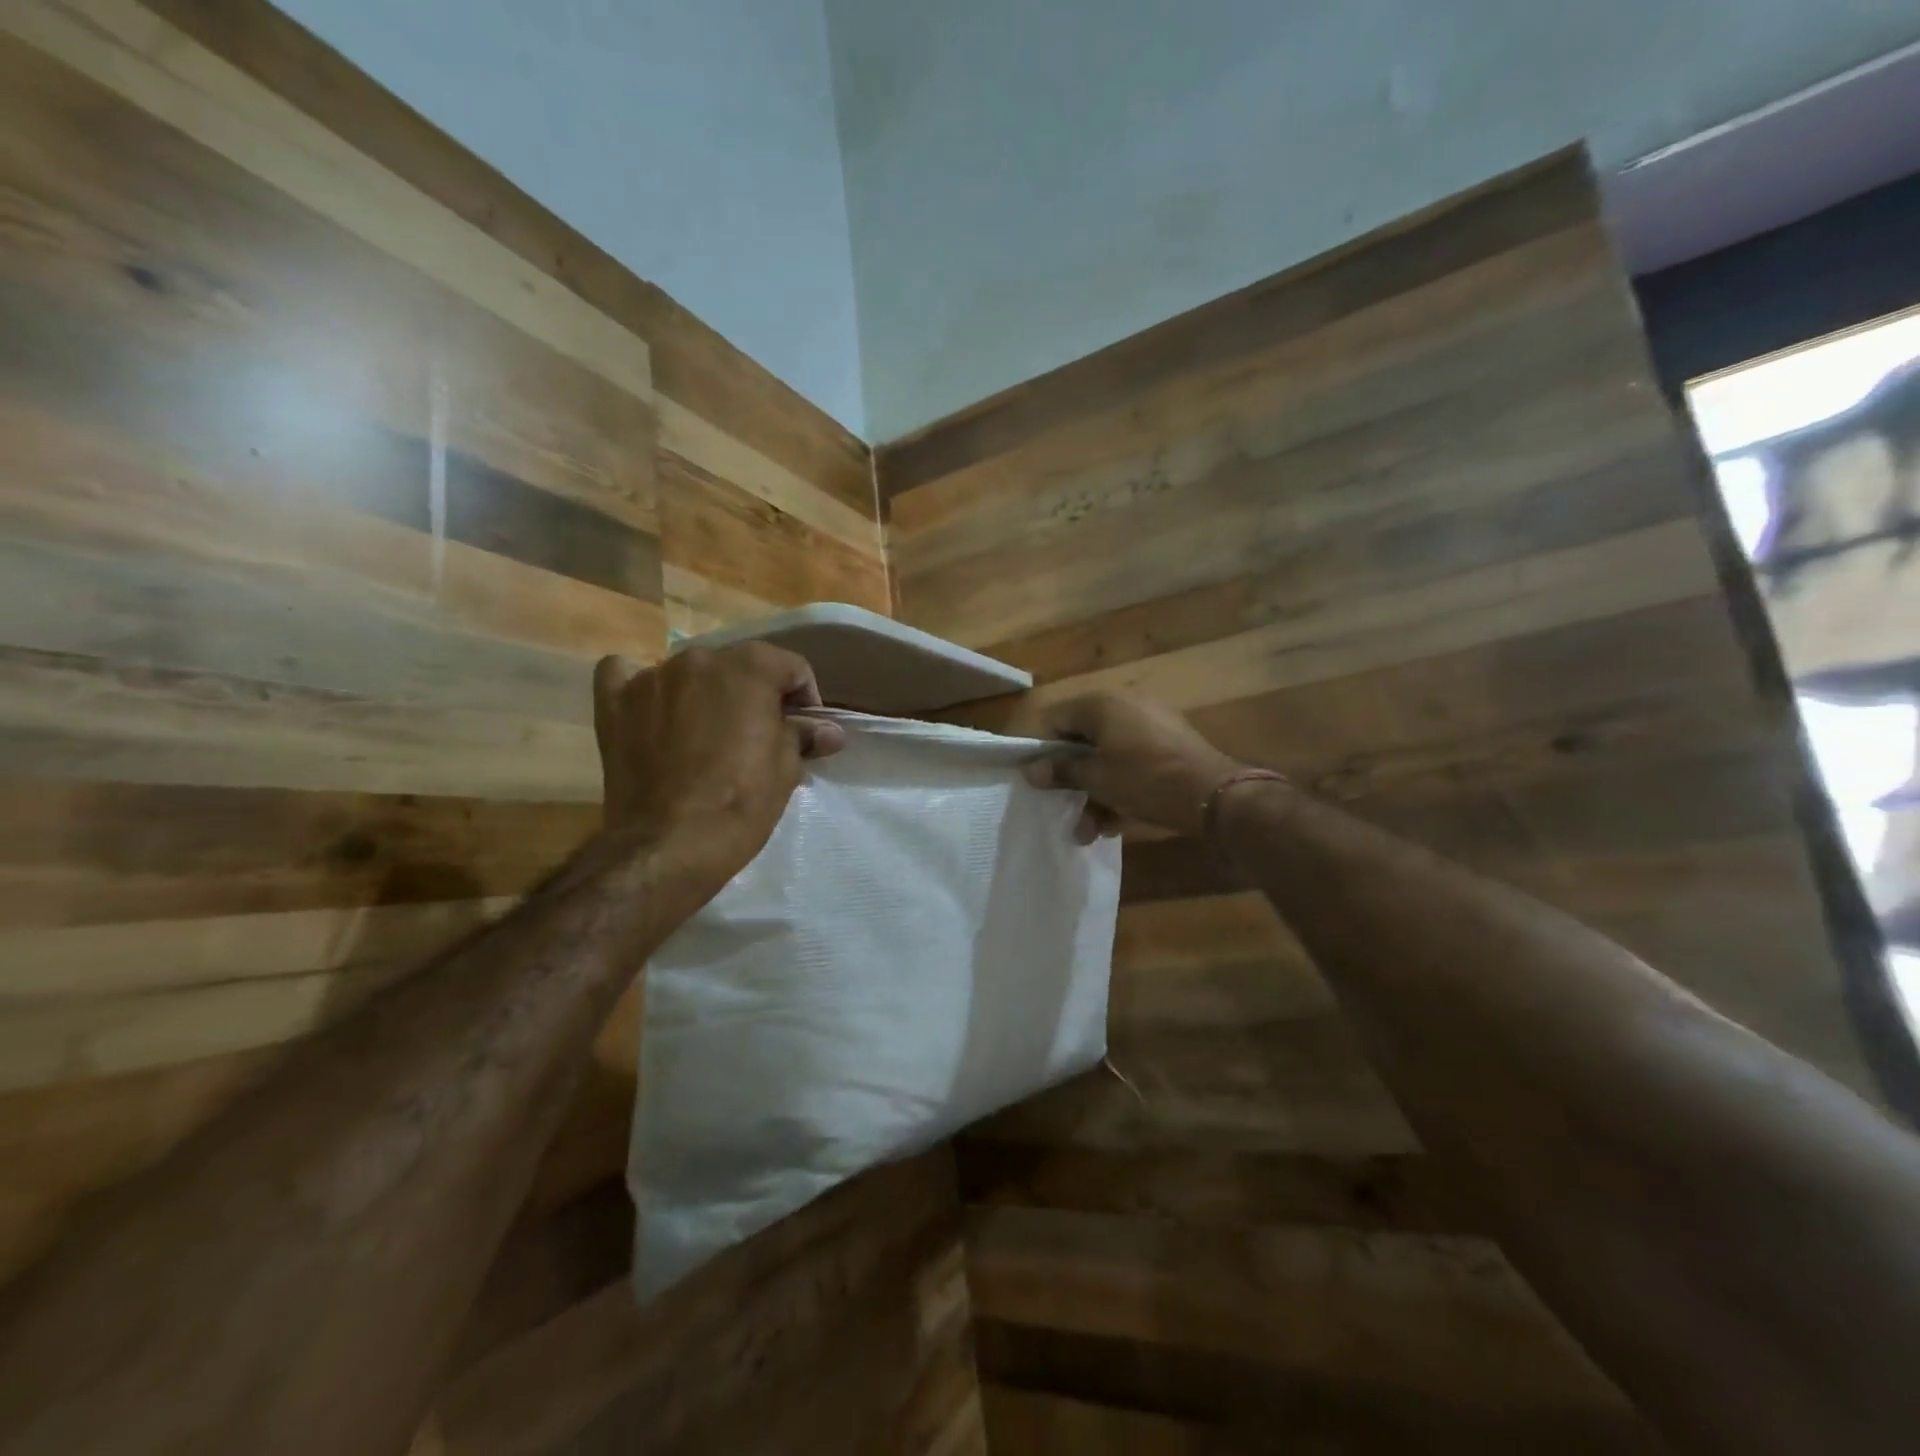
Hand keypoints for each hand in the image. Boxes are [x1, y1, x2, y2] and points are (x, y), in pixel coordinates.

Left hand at [593, 644, 844, 886]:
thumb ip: (803, 735)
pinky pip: (627, 674)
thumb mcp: (786, 769)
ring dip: (705, 694)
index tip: (804, 732)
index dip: (804, 700)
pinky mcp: (614, 703)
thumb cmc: (740, 803)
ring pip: (690, 673)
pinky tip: (654, 712)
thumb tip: (829, 730)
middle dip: (754, 696)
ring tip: (707, 736)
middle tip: (759, 738)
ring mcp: (652, 677)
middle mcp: (699, 658)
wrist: (669, 846)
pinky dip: (645, 688)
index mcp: (750, 667)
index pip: (791, 667)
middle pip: (739, 667)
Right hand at [1021, 692, 1243, 841]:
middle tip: (1061, 807)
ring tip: (1087, 832)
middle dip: (1071, 779)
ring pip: (1108, 757)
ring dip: (1093, 793)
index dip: (1039, 749)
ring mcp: (1150, 725)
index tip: (1034, 779)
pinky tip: (1113, 824)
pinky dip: (1119, 788)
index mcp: (1102, 704)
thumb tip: (1031, 770)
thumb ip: (1061, 771)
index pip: (1055, 718)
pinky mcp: (1169, 745)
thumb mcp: (1096, 779)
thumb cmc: (1145, 779)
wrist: (1214, 794)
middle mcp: (1125, 705)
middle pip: (1082, 740)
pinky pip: (1132, 763)